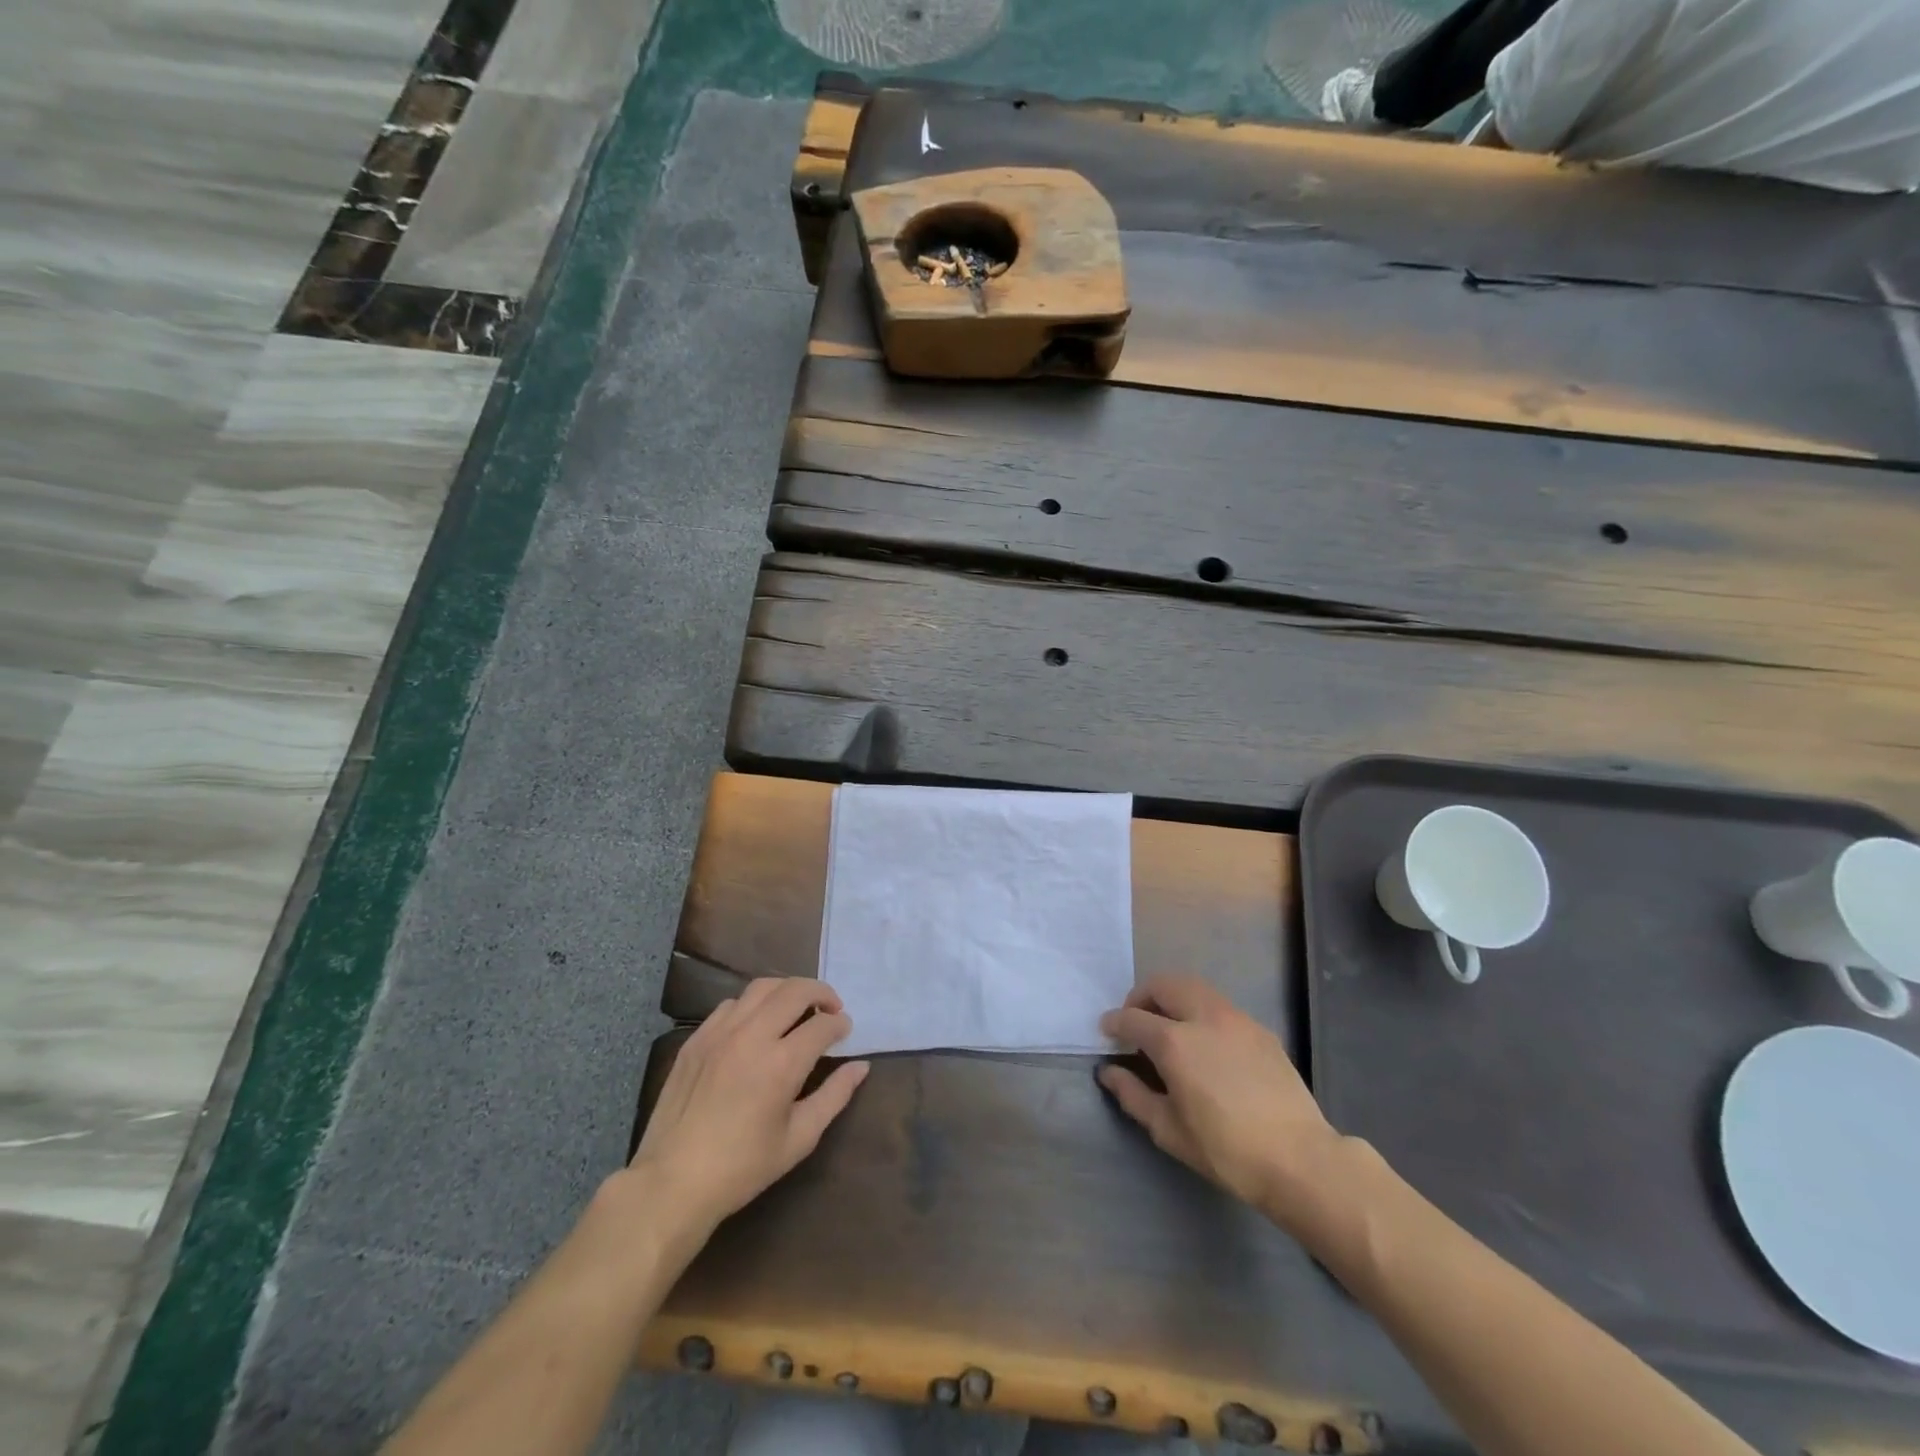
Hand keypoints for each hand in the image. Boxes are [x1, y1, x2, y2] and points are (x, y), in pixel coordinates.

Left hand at [631, 977, 869, 1235]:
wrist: (672, 1183)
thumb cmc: (742, 1167)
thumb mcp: (799, 1139)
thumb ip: (834, 1096)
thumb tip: (860, 1066)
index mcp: (781, 1063)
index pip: (822, 1024)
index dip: (840, 1024)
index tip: (845, 1031)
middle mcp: (752, 1036)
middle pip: (795, 990)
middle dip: (821, 992)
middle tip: (831, 1008)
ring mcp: (720, 1033)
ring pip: (761, 987)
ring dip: (787, 991)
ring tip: (797, 1008)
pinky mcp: (696, 1039)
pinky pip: (731, 1004)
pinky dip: (753, 1005)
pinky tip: (756, 1025)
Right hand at [1099, 974, 1346, 1226]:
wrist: (1300, 1159)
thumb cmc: (1226, 1150)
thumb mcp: (1169, 1130)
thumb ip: (1133, 1095)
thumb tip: (1108, 1072)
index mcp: (1175, 1042)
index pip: (1132, 1018)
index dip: (1114, 1022)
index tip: (1107, 1031)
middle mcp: (1203, 1017)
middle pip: (1163, 984)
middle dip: (1142, 996)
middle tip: (1136, 1021)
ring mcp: (1236, 1019)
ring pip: (1194, 987)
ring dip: (1172, 998)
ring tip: (1169, 1026)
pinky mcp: (1260, 1030)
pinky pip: (1220, 1006)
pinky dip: (1201, 1011)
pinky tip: (1206, 1043)